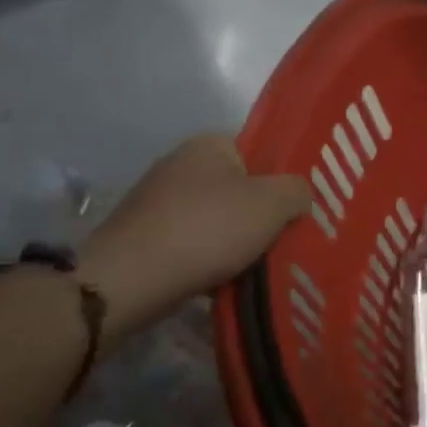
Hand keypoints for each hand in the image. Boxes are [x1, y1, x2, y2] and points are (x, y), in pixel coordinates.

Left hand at [83, 135, 310, 340]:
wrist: (127, 281)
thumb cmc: (207, 230)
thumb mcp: (273, 204)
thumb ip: (298, 191)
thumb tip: (298, 196)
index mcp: (209, 144)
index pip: (259, 153)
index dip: (281, 180)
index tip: (297, 210)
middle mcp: (179, 164)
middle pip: (239, 188)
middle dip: (260, 215)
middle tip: (284, 240)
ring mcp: (156, 201)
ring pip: (216, 219)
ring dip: (235, 241)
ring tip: (257, 266)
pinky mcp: (142, 236)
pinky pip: (191, 244)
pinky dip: (208, 260)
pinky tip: (222, 280)